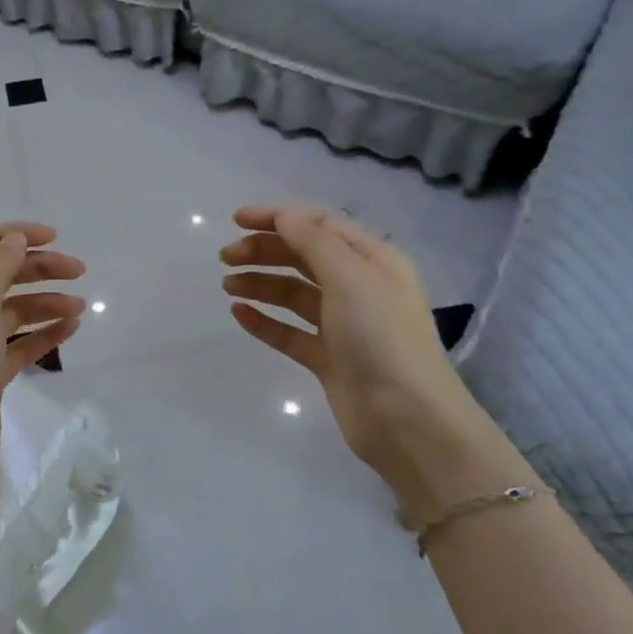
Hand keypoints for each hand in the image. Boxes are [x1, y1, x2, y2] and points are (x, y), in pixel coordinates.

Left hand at [0, 222, 85, 466]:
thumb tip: (15, 239)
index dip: (12, 233)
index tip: (51, 238)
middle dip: (37, 268)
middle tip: (77, 270)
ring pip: (13, 309)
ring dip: (46, 301)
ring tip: (78, 307)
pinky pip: (20, 342)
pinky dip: (44, 332)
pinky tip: (70, 328)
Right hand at [220, 205, 486, 483]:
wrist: (406, 418)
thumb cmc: (381, 337)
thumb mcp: (350, 278)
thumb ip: (314, 242)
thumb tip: (284, 215)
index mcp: (373, 261)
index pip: (320, 226)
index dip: (278, 218)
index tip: (236, 220)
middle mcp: (359, 288)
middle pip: (304, 258)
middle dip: (264, 251)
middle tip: (226, 257)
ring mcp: (343, 325)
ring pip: (294, 295)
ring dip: (260, 284)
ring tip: (227, 285)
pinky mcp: (328, 358)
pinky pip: (289, 332)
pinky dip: (265, 321)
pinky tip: (239, 314)